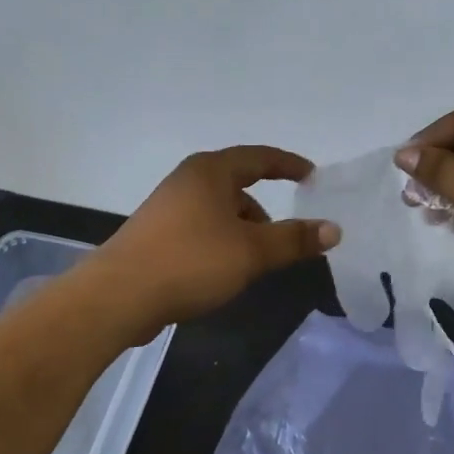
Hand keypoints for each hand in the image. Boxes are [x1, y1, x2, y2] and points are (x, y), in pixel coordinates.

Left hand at [96, 146, 339, 337]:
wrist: (118, 295)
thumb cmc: (191, 261)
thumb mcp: (252, 251)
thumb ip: (294, 239)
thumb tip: (334, 228)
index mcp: (211, 171)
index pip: (260, 157)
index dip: (289, 165)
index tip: (312, 175)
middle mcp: (188, 180)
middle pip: (238, 186)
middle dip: (264, 212)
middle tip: (283, 239)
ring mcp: (168, 207)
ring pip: (219, 211)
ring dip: (242, 231)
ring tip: (251, 264)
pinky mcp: (156, 234)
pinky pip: (202, 229)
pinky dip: (221, 242)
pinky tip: (222, 272)